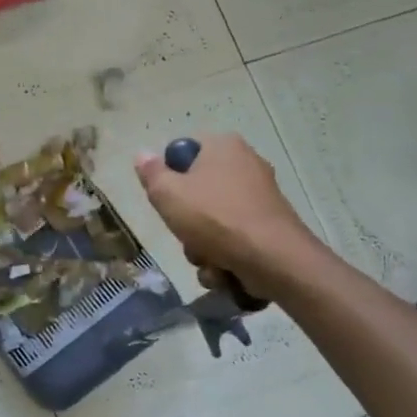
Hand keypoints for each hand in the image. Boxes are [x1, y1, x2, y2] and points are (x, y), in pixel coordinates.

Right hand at [134, 134, 321, 301]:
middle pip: (197, 191)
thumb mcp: (167, 194)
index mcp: (224, 146)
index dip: (169, 177)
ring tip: (206, 259)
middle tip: (183, 232)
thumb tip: (143, 155)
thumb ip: (151, 173)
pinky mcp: (271, 226)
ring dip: (201, 245)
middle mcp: (246, 164)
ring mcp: (261, 197)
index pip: (184, 152)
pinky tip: (223, 270)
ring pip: (213, 220)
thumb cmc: (214, 218)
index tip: (165, 199)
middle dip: (186, 221)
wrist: (273, 259)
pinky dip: (225, 255)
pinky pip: (235, 237)